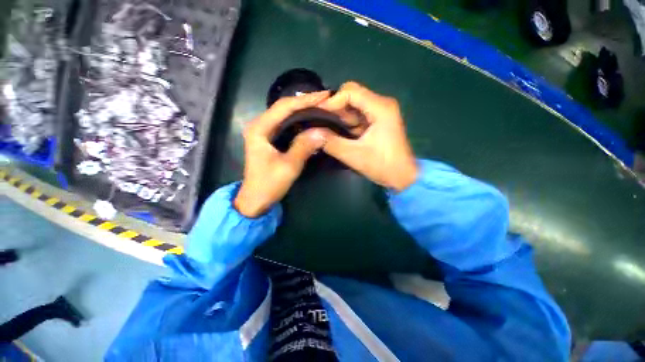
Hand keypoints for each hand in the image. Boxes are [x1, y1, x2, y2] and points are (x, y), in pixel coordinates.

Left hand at [234, 91, 329, 217]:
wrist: (255, 200)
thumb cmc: (268, 184)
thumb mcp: (288, 166)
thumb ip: (304, 147)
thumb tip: (322, 131)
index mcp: (259, 128)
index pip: (285, 107)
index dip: (306, 100)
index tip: (325, 95)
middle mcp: (259, 125)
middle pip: (284, 107)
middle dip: (305, 102)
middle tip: (326, 99)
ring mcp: (264, 132)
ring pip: (285, 115)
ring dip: (303, 109)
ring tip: (321, 106)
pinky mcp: (269, 139)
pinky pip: (286, 124)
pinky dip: (299, 120)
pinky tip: (311, 119)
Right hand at [319, 82, 417, 190]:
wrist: (403, 177)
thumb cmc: (382, 166)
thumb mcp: (353, 155)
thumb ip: (331, 142)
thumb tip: (310, 132)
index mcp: (380, 108)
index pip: (350, 91)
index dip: (332, 101)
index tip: (318, 115)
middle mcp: (381, 104)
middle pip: (352, 96)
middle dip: (335, 109)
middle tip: (321, 123)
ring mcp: (380, 112)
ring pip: (353, 106)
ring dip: (340, 118)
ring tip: (326, 130)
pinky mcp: (378, 121)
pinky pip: (358, 116)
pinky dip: (347, 124)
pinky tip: (338, 134)